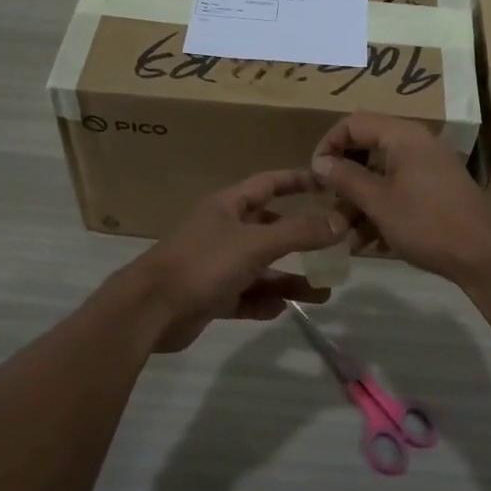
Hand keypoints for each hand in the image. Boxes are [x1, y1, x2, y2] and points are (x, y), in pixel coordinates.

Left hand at [127, 170, 345, 351]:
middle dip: (301, 239)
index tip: (328, 183)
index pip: (269, 184)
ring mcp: (216, 265)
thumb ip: (299, 233)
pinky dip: (264, 301)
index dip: (297, 181)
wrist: (150, 310)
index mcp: (228, 207)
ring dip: (289, 278)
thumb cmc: (203, 263)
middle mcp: (223, 231)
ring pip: (262, 268)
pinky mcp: (211, 297)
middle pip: (270, 229)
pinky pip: (246, 296)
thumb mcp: (255, 243)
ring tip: (324, 292)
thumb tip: (340, 222)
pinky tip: (283, 309)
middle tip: (335, 247)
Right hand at [310, 113, 490, 281]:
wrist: (484, 256)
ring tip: (343, 236)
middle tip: (327, 206)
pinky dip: (380, 210)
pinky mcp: (435, 191)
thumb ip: (345, 178)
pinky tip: (368, 242)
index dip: (328, 145)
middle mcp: (416, 144)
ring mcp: (428, 168)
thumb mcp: (378, 202)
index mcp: (403, 136)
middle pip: (366, 150)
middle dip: (343, 180)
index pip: (353, 123)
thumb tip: (319, 162)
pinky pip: (398, 191)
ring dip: (359, 202)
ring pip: (380, 176)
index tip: (314, 175)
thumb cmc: (427, 223)